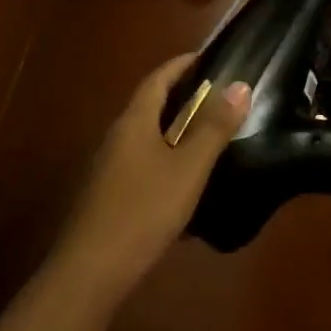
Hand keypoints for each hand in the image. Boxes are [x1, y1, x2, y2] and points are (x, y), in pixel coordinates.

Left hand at [50, 55, 249, 305]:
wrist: (90, 273)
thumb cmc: (142, 210)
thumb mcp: (188, 168)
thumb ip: (214, 127)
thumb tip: (240, 85)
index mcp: (133, 122)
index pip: (157, 79)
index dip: (182, 65)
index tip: (209, 57)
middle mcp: (117, 138)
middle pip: (150, 105)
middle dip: (182, 96)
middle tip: (219, 95)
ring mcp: (109, 169)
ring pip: (146, 136)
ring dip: (175, 129)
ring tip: (210, 133)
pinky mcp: (108, 196)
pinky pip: (142, 163)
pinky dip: (166, 158)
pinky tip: (186, 180)